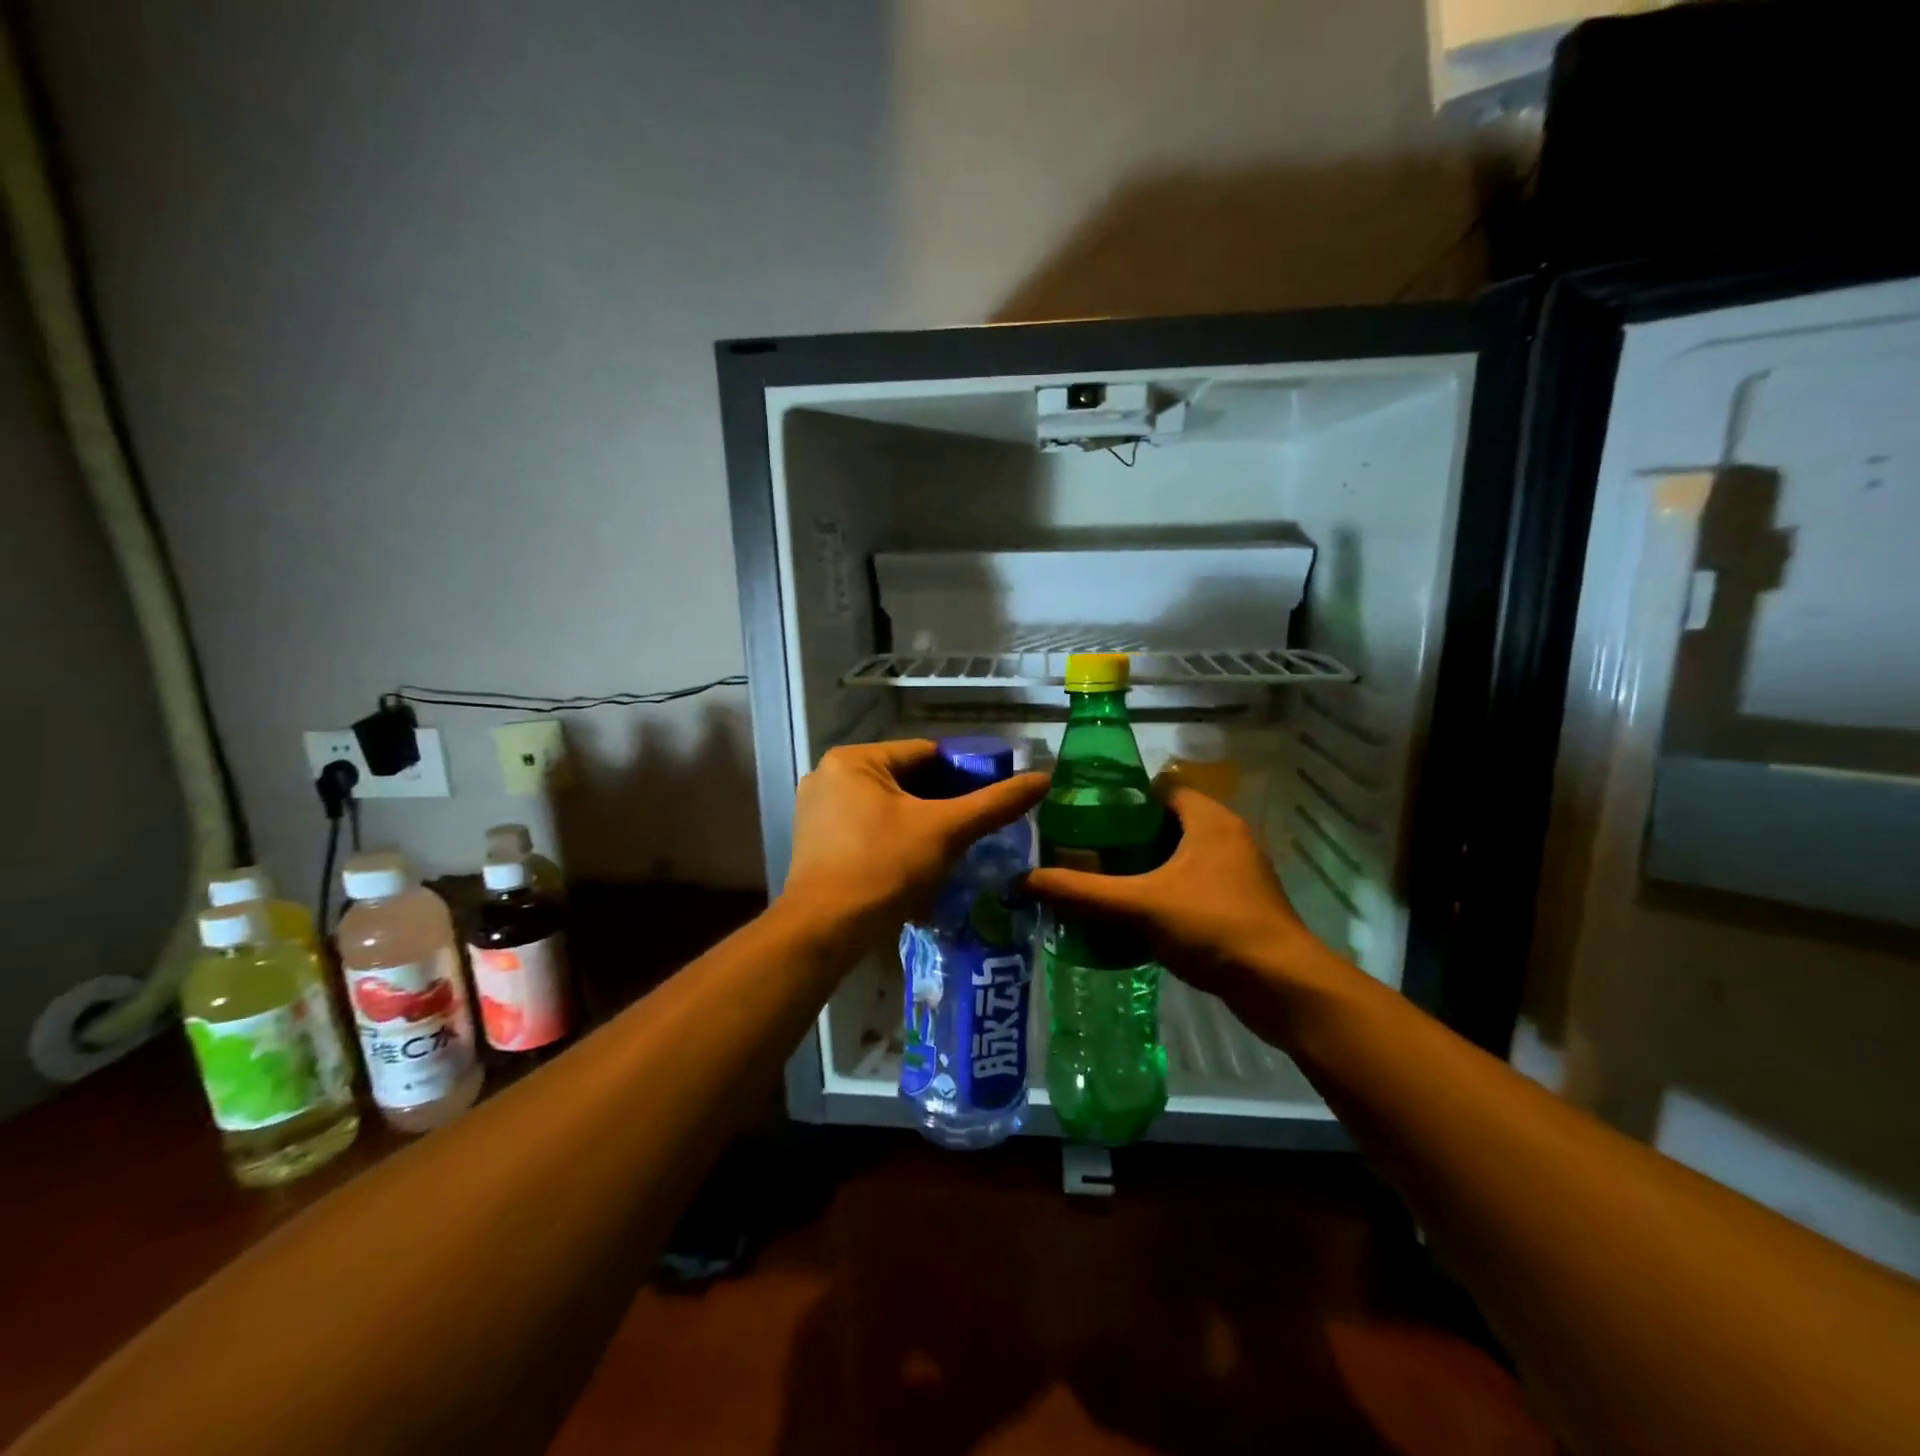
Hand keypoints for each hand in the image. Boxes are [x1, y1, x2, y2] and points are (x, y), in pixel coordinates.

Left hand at [782, 740, 1048, 942]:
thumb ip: (994, 803)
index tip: (992, 798)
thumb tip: (1042, 779)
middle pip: (906, 780)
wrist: (824, 932)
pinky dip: (896, 839)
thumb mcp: (946, 831)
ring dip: (921, 823)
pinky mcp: (817, 842)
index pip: (926, 754)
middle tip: (977, 827)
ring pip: (888, 807)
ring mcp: (818, 810)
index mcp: (854, 760)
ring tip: (956, 846)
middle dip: (943, 803)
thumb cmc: (884, 868)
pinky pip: (868, 828)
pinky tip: (920, 863)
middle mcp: (829, 776)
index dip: (965, 773)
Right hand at [1025, 786, 1325, 1003]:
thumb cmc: (1213, 926)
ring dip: (1141, 869)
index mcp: (1209, 819)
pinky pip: (1189, 887)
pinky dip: (1160, 894)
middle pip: (1164, 824)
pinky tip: (1129, 915)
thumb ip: (1082, 891)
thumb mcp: (1139, 904)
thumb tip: (1024, 880)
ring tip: (1098, 882)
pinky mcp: (1237, 906)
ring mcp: (1235, 873)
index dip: (1121, 797)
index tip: (1083, 814)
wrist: (1282, 988)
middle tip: (1082, 851)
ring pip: (1177, 858)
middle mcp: (1226, 837)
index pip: (1159, 788)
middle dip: (1124, 838)